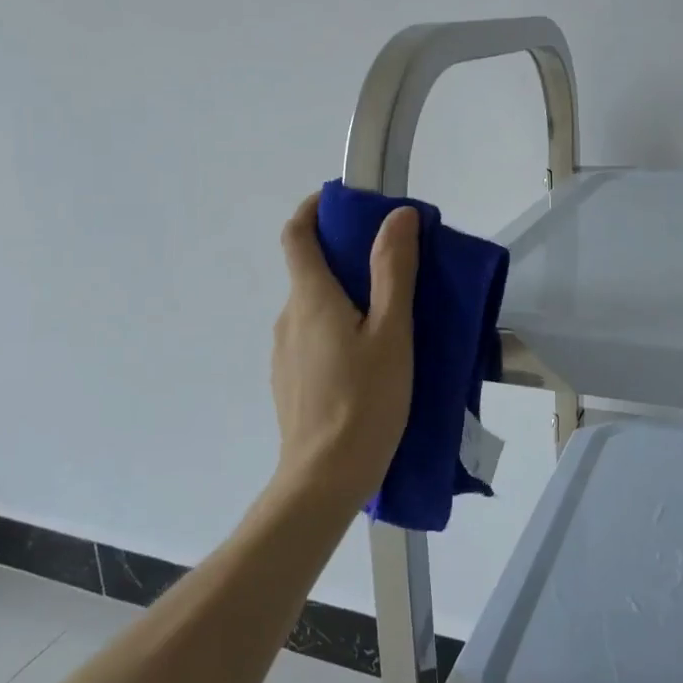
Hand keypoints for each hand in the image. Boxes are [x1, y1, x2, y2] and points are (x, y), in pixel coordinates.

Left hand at [270, 192, 417, 509]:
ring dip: (344, 296)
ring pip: (313, 307)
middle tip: (391, 263)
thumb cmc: (364, 401)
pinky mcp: (289, 381)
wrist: (323, 480)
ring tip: (389, 316)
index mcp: (310, 298)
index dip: (313, 209)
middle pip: (308, 269)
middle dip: (344, 255)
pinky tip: (369, 358)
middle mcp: (289, 317)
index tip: (342, 202)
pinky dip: (337, 327)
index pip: (296, 234)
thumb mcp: (392, 332)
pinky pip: (312, 337)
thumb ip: (394, 271)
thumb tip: (397, 216)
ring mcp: (284, 352)